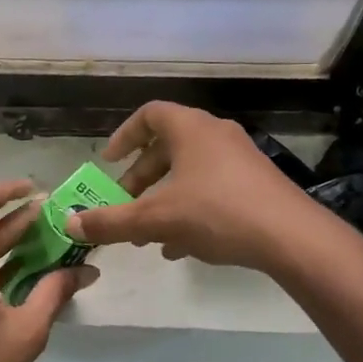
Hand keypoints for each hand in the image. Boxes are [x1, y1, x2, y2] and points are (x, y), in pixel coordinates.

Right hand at [66, 102, 317, 272]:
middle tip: (124, 204)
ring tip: (147, 233)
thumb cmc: (217, 213)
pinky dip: (190, 209)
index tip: (109, 163)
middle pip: (168, 147)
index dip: (124, 136)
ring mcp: (241, 159)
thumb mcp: (156, 219)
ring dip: (164, 198)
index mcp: (190, 129)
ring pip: (190, 172)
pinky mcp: (257, 184)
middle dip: (141, 178)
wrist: (292, 237)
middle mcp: (216, 134)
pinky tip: (180, 246)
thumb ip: (111, 222)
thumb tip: (70, 224)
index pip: (149, 115)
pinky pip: (213, 189)